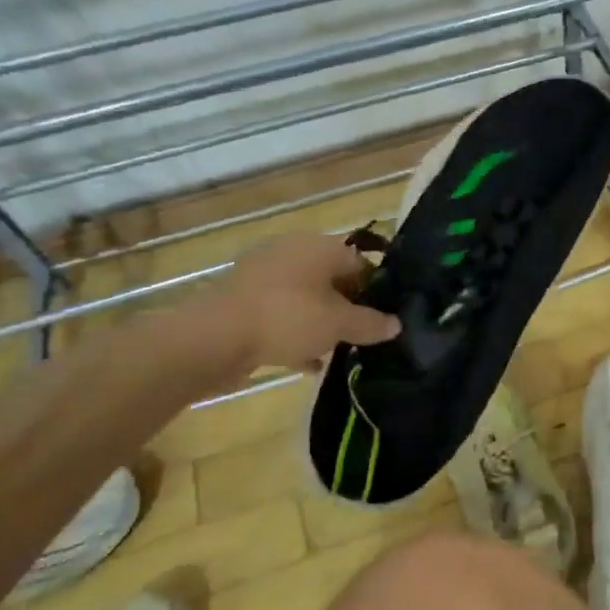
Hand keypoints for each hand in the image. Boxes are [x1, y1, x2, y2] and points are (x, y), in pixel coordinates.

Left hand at [192, 234, 400, 372]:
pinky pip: (281, 313)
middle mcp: (293, 252)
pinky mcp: (243, 299)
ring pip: (306, 297)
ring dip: (322, 322)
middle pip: (333, 279)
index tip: (384, 320)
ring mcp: (264, 275)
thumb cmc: (287, 319)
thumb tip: (396, 324)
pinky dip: (296, 332)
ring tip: (338, 351)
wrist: (213, 338)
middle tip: (362, 336)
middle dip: (349, 308)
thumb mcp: (339, 324)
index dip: (377, 291)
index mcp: (320, 247)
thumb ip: (371, 323)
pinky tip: (308, 362)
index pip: (361, 263)